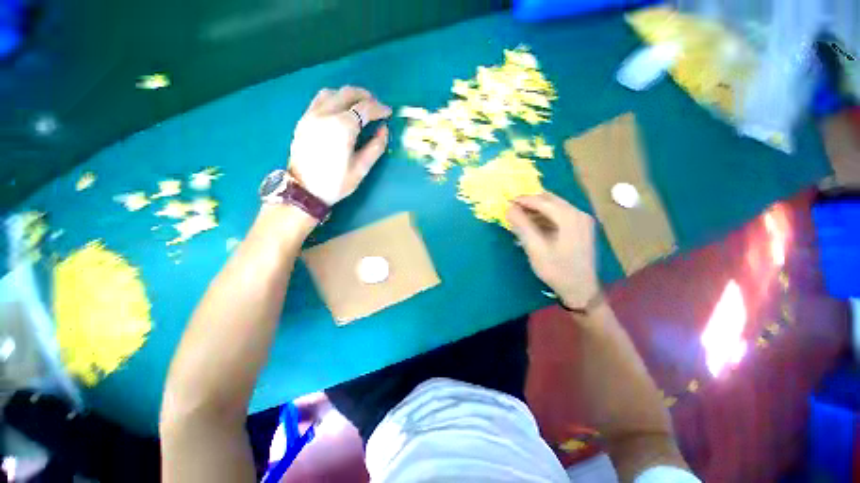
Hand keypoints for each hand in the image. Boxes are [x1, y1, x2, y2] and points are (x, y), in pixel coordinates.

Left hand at [288, 86, 392, 204]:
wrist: (305, 190)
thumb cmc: (336, 183)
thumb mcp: (361, 168)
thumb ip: (375, 147)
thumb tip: (384, 129)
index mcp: (342, 127)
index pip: (364, 109)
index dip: (379, 109)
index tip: (388, 113)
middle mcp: (325, 114)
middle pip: (348, 94)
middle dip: (365, 96)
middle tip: (376, 106)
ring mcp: (311, 115)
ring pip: (332, 92)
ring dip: (348, 95)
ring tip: (359, 105)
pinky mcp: (304, 120)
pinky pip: (319, 100)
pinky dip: (334, 99)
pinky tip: (340, 110)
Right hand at [506, 192, 599, 308]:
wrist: (581, 290)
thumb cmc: (557, 270)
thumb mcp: (535, 248)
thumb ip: (522, 226)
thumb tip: (509, 208)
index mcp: (569, 217)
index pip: (542, 201)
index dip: (523, 200)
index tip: (507, 201)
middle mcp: (579, 214)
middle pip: (550, 200)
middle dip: (530, 202)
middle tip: (512, 208)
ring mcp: (582, 221)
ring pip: (555, 207)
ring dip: (537, 209)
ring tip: (520, 217)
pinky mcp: (582, 228)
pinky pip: (560, 215)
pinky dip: (545, 217)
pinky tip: (534, 224)